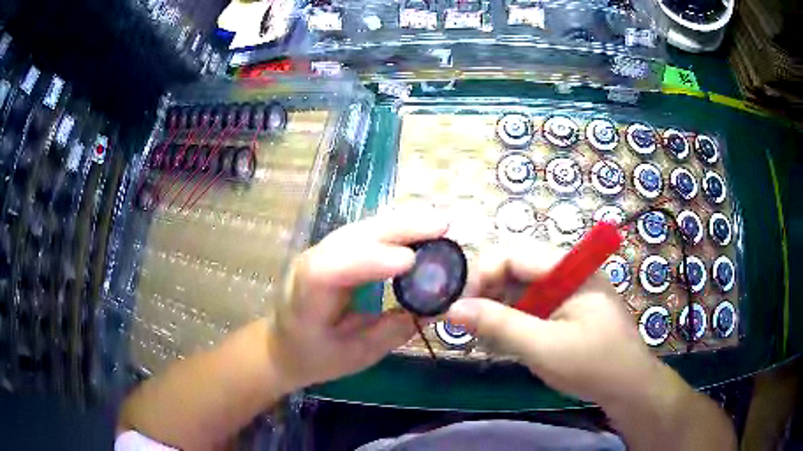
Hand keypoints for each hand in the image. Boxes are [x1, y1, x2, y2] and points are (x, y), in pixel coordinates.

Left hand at [267, 206, 448, 390]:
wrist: (283, 344)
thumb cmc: (315, 356)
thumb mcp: (356, 355)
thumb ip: (393, 330)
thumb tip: (438, 307)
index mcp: (305, 300)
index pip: (329, 270)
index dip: (367, 260)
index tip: (410, 261)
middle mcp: (309, 266)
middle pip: (349, 238)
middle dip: (396, 229)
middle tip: (441, 225)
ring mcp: (319, 252)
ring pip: (359, 229)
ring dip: (399, 223)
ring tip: (437, 222)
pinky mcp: (332, 250)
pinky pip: (363, 233)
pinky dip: (392, 227)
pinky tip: (417, 225)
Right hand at [448, 242, 660, 404]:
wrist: (628, 386)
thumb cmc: (591, 364)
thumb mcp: (542, 346)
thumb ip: (498, 324)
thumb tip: (452, 308)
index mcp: (570, 268)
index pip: (514, 254)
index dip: (483, 275)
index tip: (462, 307)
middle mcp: (569, 270)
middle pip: (517, 268)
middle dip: (489, 293)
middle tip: (470, 324)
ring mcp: (570, 289)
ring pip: (522, 287)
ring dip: (500, 308)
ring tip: (486, 335)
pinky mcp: (569, 307)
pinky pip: (534, 303)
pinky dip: (515, 318)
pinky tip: (507, 339)